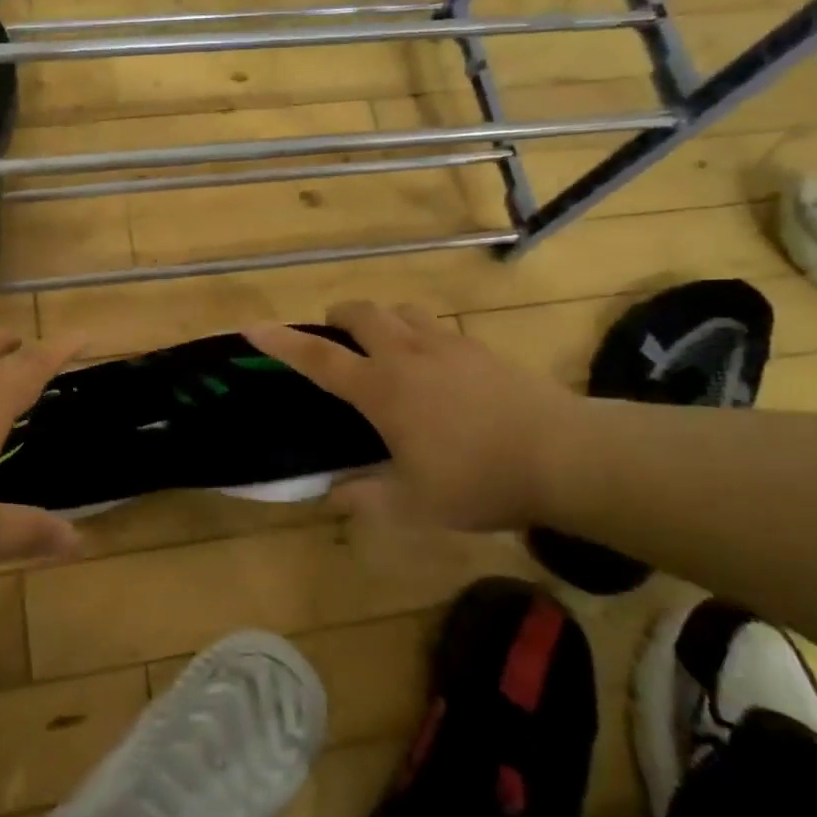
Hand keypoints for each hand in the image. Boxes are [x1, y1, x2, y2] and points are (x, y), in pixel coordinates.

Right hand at [244, 301, 582, 533]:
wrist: (565, 455)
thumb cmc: (479, 480)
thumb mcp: (415, 505)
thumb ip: (366, 498)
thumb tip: (331, 494)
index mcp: (381, 389)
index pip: (318, 359)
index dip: (281, 342)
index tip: (251, 326)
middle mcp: (407, 355)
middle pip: (361, 313)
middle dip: (338, 317)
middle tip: (335, 337)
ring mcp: (447, 344)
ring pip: (401, 311)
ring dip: (382, 319)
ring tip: (385, 346)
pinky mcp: (480, 347)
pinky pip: (437, 325)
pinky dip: (420, 333)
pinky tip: (436, 364)